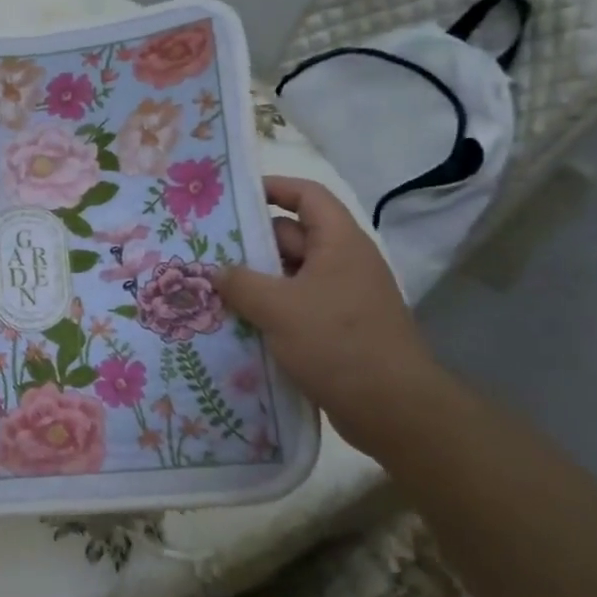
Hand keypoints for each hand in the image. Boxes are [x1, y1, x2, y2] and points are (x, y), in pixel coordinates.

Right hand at [216, 176, 440, 447]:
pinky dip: (268, 310)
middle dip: (250, 242)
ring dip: (255, 281)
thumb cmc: (337, 343)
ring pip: (289, 276)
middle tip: (204, 249)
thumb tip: (216, 271)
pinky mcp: (336, 331)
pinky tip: (235, 324)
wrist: (392, 409)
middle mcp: (342, 264)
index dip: (273, 187)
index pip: (307, 196)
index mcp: (338, 243)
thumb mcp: (279, 308)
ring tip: (210, 288)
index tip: (233, 195)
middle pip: (291, 237)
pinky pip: (295, 308)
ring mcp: (340, 299)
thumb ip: (241, 283)